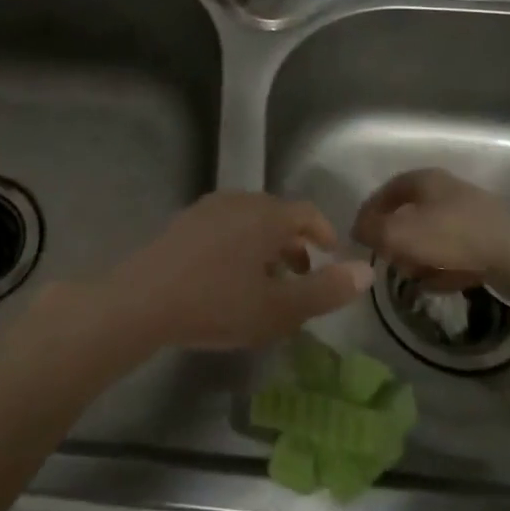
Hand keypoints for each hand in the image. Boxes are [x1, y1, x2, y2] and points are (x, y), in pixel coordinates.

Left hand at [99, 192, 373, 351]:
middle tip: (301, 273)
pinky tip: (229, 276)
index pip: (307, 212)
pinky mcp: (184, 222)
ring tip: (267, 280)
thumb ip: (325, 290)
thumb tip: (365, 271)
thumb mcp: (280, 308)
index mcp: (267, 215)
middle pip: (277, 213)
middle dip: (294, 241)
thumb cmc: (218, 304)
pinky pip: (224, 225)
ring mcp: (207, 208)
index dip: (324, 233)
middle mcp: (239, 201)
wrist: (144, 300)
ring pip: (249, 219)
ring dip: (266, 244)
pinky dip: (239, 244)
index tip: (330, 256)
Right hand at [352, 168, 509, 303]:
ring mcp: (473, 217)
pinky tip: (437, 285)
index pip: (388, 189)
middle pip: (412, 213)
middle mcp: (449, 192)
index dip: (370, 211)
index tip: (359, 235)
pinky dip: (443, 268)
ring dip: (419, 256)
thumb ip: (373, 231)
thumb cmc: (452, 235)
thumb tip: (358, 230)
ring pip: (434, 235)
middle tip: (385, 258)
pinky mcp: (491, 242)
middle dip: (395, 238)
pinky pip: (457, 254)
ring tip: (410, 277)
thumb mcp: (400, 234)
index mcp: (426, 180)